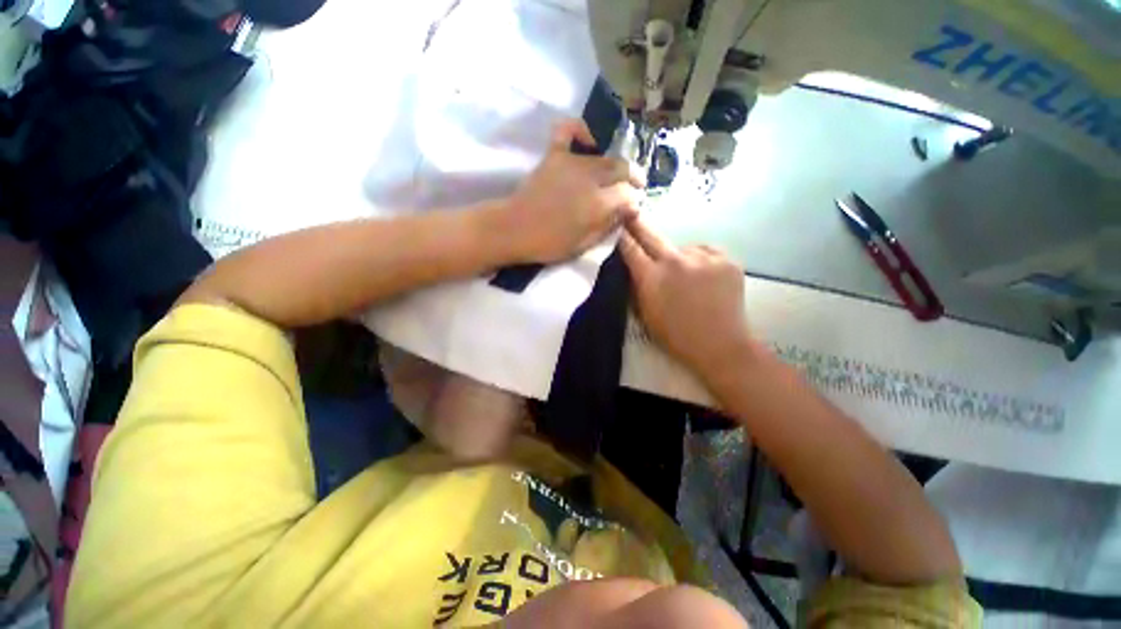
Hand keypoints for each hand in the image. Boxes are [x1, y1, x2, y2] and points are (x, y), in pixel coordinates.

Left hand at [504, 119, 643, 262]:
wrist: (514, 229)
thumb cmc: (549, 244)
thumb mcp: (583, 245)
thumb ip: (606, 226)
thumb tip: (625, 213)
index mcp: (598, 204)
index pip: (628, 196)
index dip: (634, 202)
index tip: (632, 209)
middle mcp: (590, 178)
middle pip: (622, 170)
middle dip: (633, 179)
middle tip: (634, 188)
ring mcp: (572, 162)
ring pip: (604, 156)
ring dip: (615, 165)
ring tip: (616, 174)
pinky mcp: (554, 154)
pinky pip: (569, 131)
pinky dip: (580, 131)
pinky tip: (589, 141)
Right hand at [620, 217, 754, 382]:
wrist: (720, 345)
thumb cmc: (676, 335)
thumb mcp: (645, 314)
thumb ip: (637, 287)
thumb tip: (632, 266)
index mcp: (652, 278)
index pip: (631, 249)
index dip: (622, 237)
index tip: (617, 225)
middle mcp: (675, 261)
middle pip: (652, 235)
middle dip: (639, 224)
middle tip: (631, 212)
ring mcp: (703, 258)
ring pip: (683, 248)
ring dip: (680, 258)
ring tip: (688, 278)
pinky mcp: (727, 259)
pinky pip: (706, 252)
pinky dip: (701, 261)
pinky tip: (705, 278)